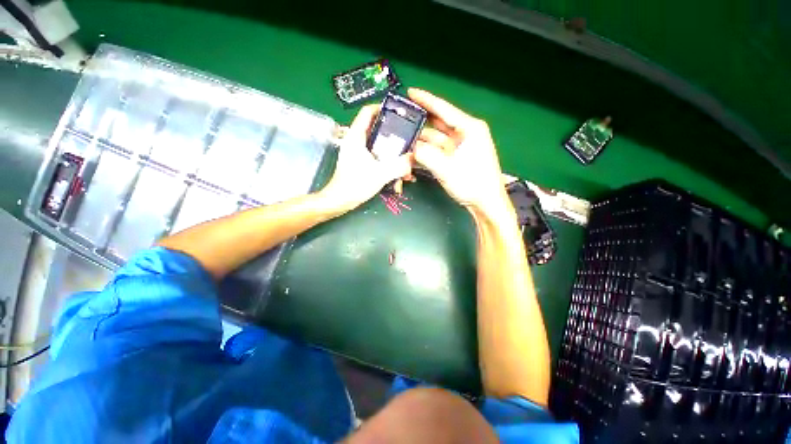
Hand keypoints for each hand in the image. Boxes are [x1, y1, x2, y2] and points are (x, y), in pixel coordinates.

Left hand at [319, 105, 411, 211]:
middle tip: (409, 144)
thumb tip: (413, 158)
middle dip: (395, 139)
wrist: (340, 201)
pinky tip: (398, 179)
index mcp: (356, 136)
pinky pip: (378, 159)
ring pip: (380, 148)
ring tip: (406, 170)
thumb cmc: (356, 184)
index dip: (383, 108)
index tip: (400, 115)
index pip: (368, 112)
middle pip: (378, 130)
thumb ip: (399, 165)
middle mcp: (357, 141)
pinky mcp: (361, 163)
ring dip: (394, 158)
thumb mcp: (380, 174)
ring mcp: (359, 153)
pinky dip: (388, 166)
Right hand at [408, 88, 510, 217]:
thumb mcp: (446, 168)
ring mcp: (460, 147)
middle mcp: (464, 134)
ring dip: (420, 142)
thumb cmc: (472, 183)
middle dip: (419, 122)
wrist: (485, 203)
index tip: (410, 92)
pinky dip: (426, 153)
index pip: (444, 109)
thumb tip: (410, 148)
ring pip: (435, 139)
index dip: (426, 100)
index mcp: (469, 128)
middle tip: (400, 119)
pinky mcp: (456, 158)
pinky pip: (437, 151)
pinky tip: (413, 155)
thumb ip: (425, 155)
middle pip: (438, 123)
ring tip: (402, 141)